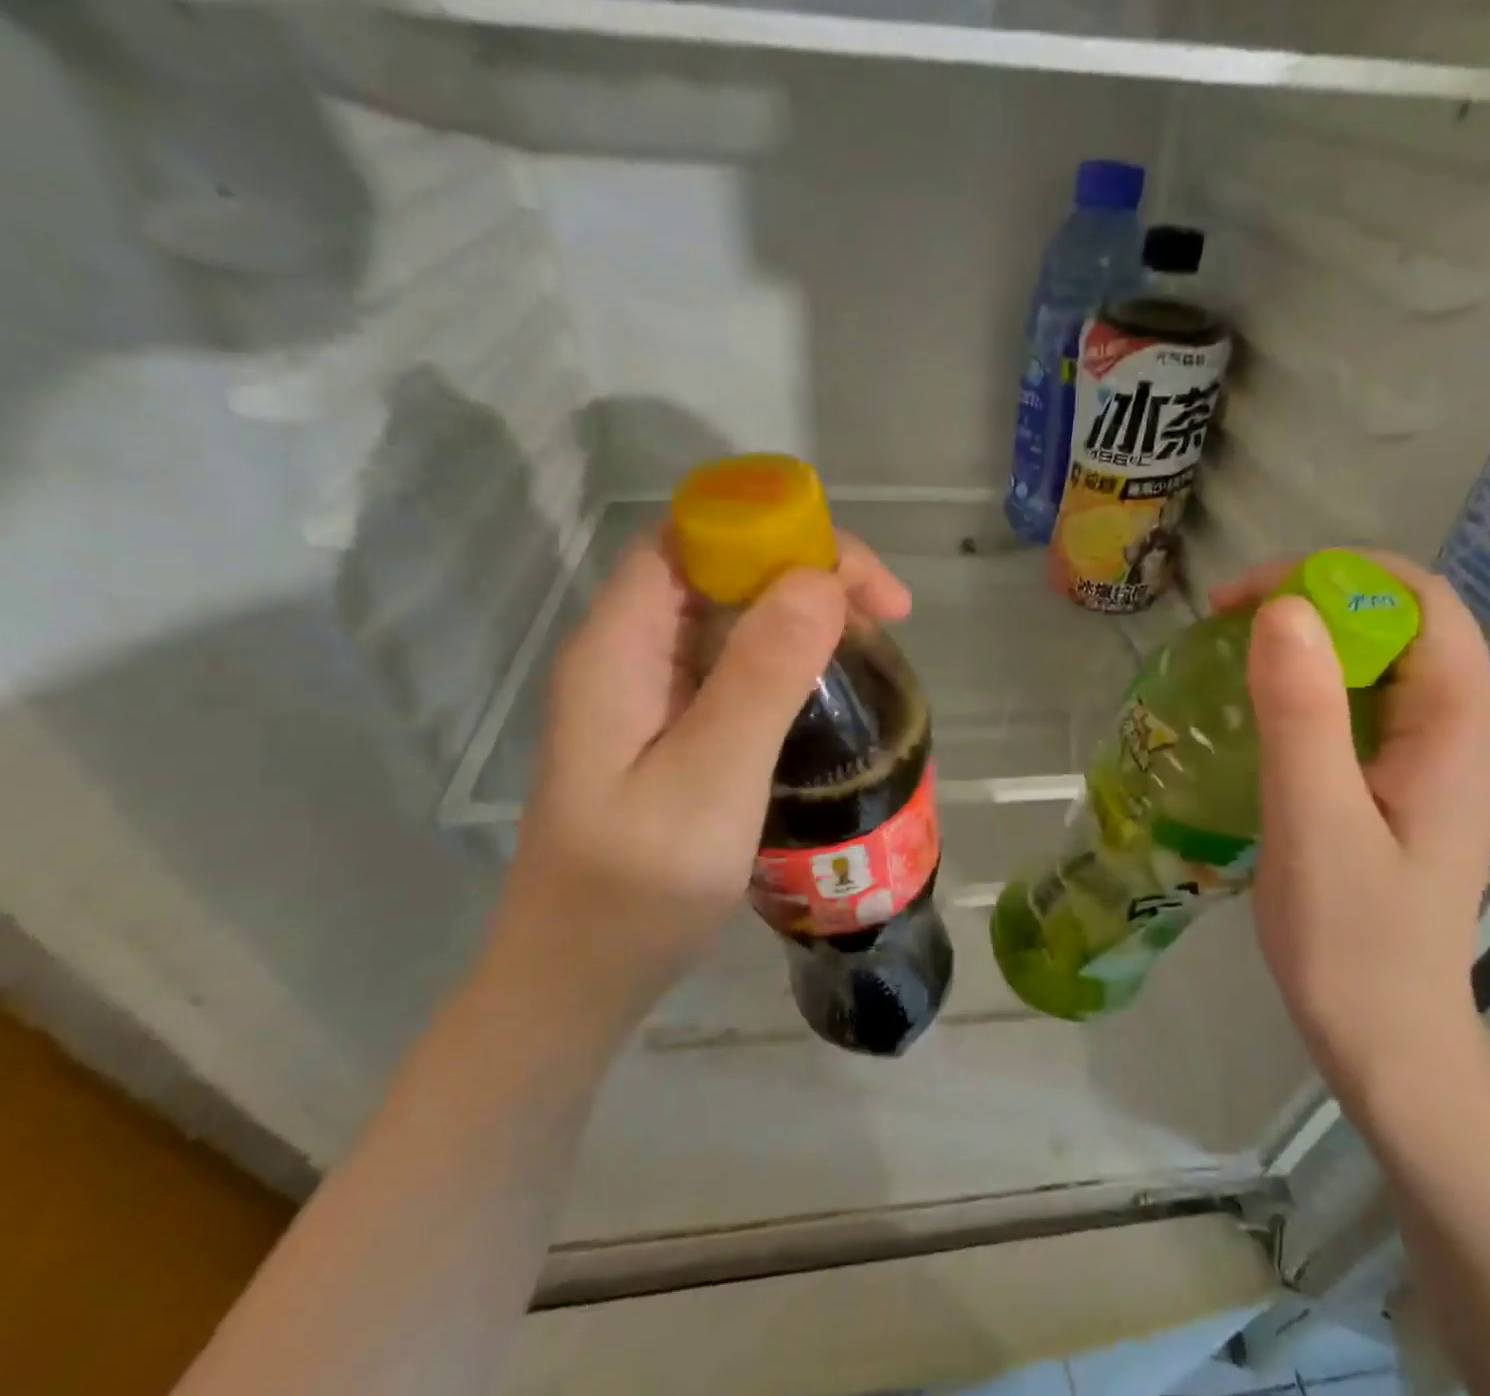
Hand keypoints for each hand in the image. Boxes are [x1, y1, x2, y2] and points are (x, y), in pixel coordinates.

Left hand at [490, 531, 912, 1026]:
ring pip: (730, 614)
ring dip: (802, 612)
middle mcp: (628, 653)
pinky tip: (826, 686)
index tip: (857, 580)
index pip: (694, 539)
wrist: (577, 982)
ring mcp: (647, 691)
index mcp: (618, 648)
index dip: (775, 532)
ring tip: (870, 644)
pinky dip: (788, 655)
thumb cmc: (636, 892)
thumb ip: (759, 679)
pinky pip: (733, 662)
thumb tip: (820, 580)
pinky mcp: (670, 726)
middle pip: (717, 569)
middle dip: (805, 571)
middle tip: (886, 614)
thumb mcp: (708, 783)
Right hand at [1211, 554, 1489, 1102]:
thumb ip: (1303, 716)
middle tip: (1227, 626)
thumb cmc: (1351, 939)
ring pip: (1378, 659)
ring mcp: (1431, 758)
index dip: (1334, 578)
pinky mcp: (1399, 782)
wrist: (1384, 1038)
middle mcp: (1458, 729)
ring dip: (1309, 639)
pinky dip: (1310, 681)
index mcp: (1457, 729)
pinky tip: (1261, 709)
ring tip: (1235, 656)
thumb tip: (1282, 608)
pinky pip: (1361, 701)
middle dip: (1315, 600)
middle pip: (1400, 621)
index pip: (1418, 602)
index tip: (1246, 601)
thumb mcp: (1316, 823)